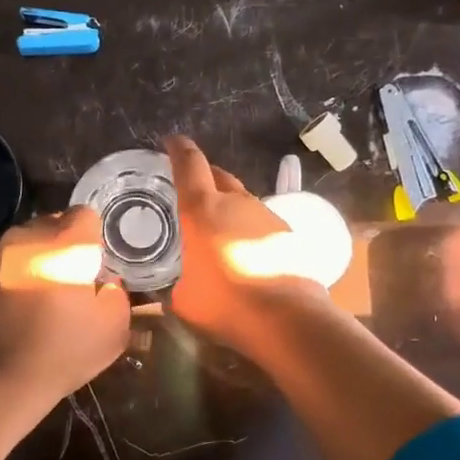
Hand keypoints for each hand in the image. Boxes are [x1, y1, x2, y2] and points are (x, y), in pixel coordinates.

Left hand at [0, 207, 130, 411]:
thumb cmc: (60, 353)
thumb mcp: (112, 330)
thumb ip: (117, 296)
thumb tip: (106, 284)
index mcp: (64, 243)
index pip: (85, 215)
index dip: (94, 238)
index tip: (96, 265)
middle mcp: (26, 238)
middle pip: (51, 225)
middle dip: (63, 246)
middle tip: (71, 281)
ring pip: (23, 245)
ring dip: (35, 261)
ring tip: (41, 298)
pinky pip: (1, 267)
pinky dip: (11, 279)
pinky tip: (14, 312)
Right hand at [165, 135, 328, 358]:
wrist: (288, 318)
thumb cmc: (226, 304)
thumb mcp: (185, 300)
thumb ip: (176, 287)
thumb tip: (175, 290)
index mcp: (202, 210)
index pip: (189, 165)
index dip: (179, 150)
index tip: (172, 141)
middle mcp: (236, 203)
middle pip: (219, 176)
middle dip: (205, 175)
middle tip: (192, 187)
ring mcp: (266, 215)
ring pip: (242, 201)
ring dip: (229, 207)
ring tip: (218, 228)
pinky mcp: (287, 234)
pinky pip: (260, 223)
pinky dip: (248, 230)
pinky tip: (245, 252)